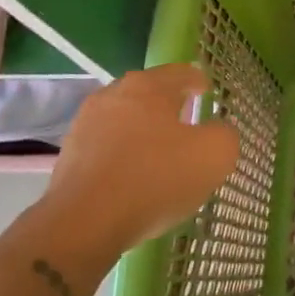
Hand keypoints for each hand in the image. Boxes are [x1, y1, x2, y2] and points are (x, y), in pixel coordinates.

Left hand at [2, 64, 239, 278]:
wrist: (84, 223)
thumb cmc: (155, 178)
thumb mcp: (214, 156)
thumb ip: (225, 135)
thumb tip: (217, 131)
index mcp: (148, 86)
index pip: (180, 72)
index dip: (197, 81)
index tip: (206, 91)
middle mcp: (113, 95)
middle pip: (148, 93)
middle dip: (169, 105)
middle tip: (187, 122)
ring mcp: (85, 125)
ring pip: (125, 119)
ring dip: (143, 131)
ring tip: (160, 154)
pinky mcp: (69, 156)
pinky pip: (107, 147)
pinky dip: (123, 154)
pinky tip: (134, 177)